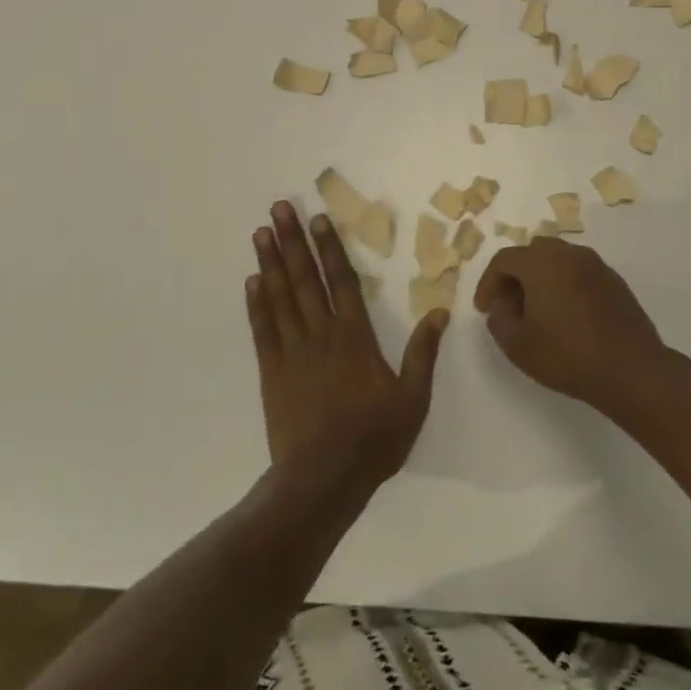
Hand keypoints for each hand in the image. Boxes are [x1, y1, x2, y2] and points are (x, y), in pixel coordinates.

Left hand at [246, 201, 447, 491]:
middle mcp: (321, 334)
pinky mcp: (271, 372)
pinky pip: (263, 330)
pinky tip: (251, 280)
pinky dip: (256, 303)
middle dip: (292, 241)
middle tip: (279, 208)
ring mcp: (292, 352)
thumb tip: (439, 312)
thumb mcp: (412, 400)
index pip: (342, 281)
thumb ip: (423, 354)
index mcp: (355, 338)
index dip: (329, 248)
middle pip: (305, 279)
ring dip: (270, 262)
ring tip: (261, 232)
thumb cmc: (373, 440)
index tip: (317, 219)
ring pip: (280, 297)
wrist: (322, 481)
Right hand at [474, 238, 670, 416]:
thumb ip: (499, 321)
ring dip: (541, 279)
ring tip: (536, 312)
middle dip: (515, 276)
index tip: (483, 309)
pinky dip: (565, 286)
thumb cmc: (568, 355)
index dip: (488, 283)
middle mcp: (569, 254)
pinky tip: (566, 316)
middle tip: (508, 305)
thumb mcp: (518, 345)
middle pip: (532, 253)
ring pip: (558, 261)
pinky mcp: (615, 281)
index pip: (504, 260)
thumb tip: (501, 308)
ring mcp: (596, 265)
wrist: (632, 370)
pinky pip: (579, 274)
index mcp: (542, 262)